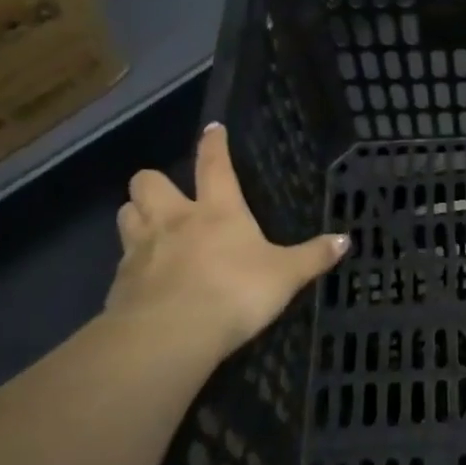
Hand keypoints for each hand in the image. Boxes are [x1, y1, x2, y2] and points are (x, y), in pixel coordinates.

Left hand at [107, 123, 347, 359]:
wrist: (170, 335)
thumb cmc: (235, 293)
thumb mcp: (285, 276)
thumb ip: (313, 257)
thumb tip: (346, 240)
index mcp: (217, 210)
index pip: (213, 164)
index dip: (213, 144)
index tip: (212, 129)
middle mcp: (175, 220)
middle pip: (148, 182)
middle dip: (155, 182)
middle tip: (169, 196)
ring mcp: (141, 249)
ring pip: (125, 214)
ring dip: (136, 215)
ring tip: (150, 227)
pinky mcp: (119, 283)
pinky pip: (120, 261)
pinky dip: (131, 264)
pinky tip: (144, 279)